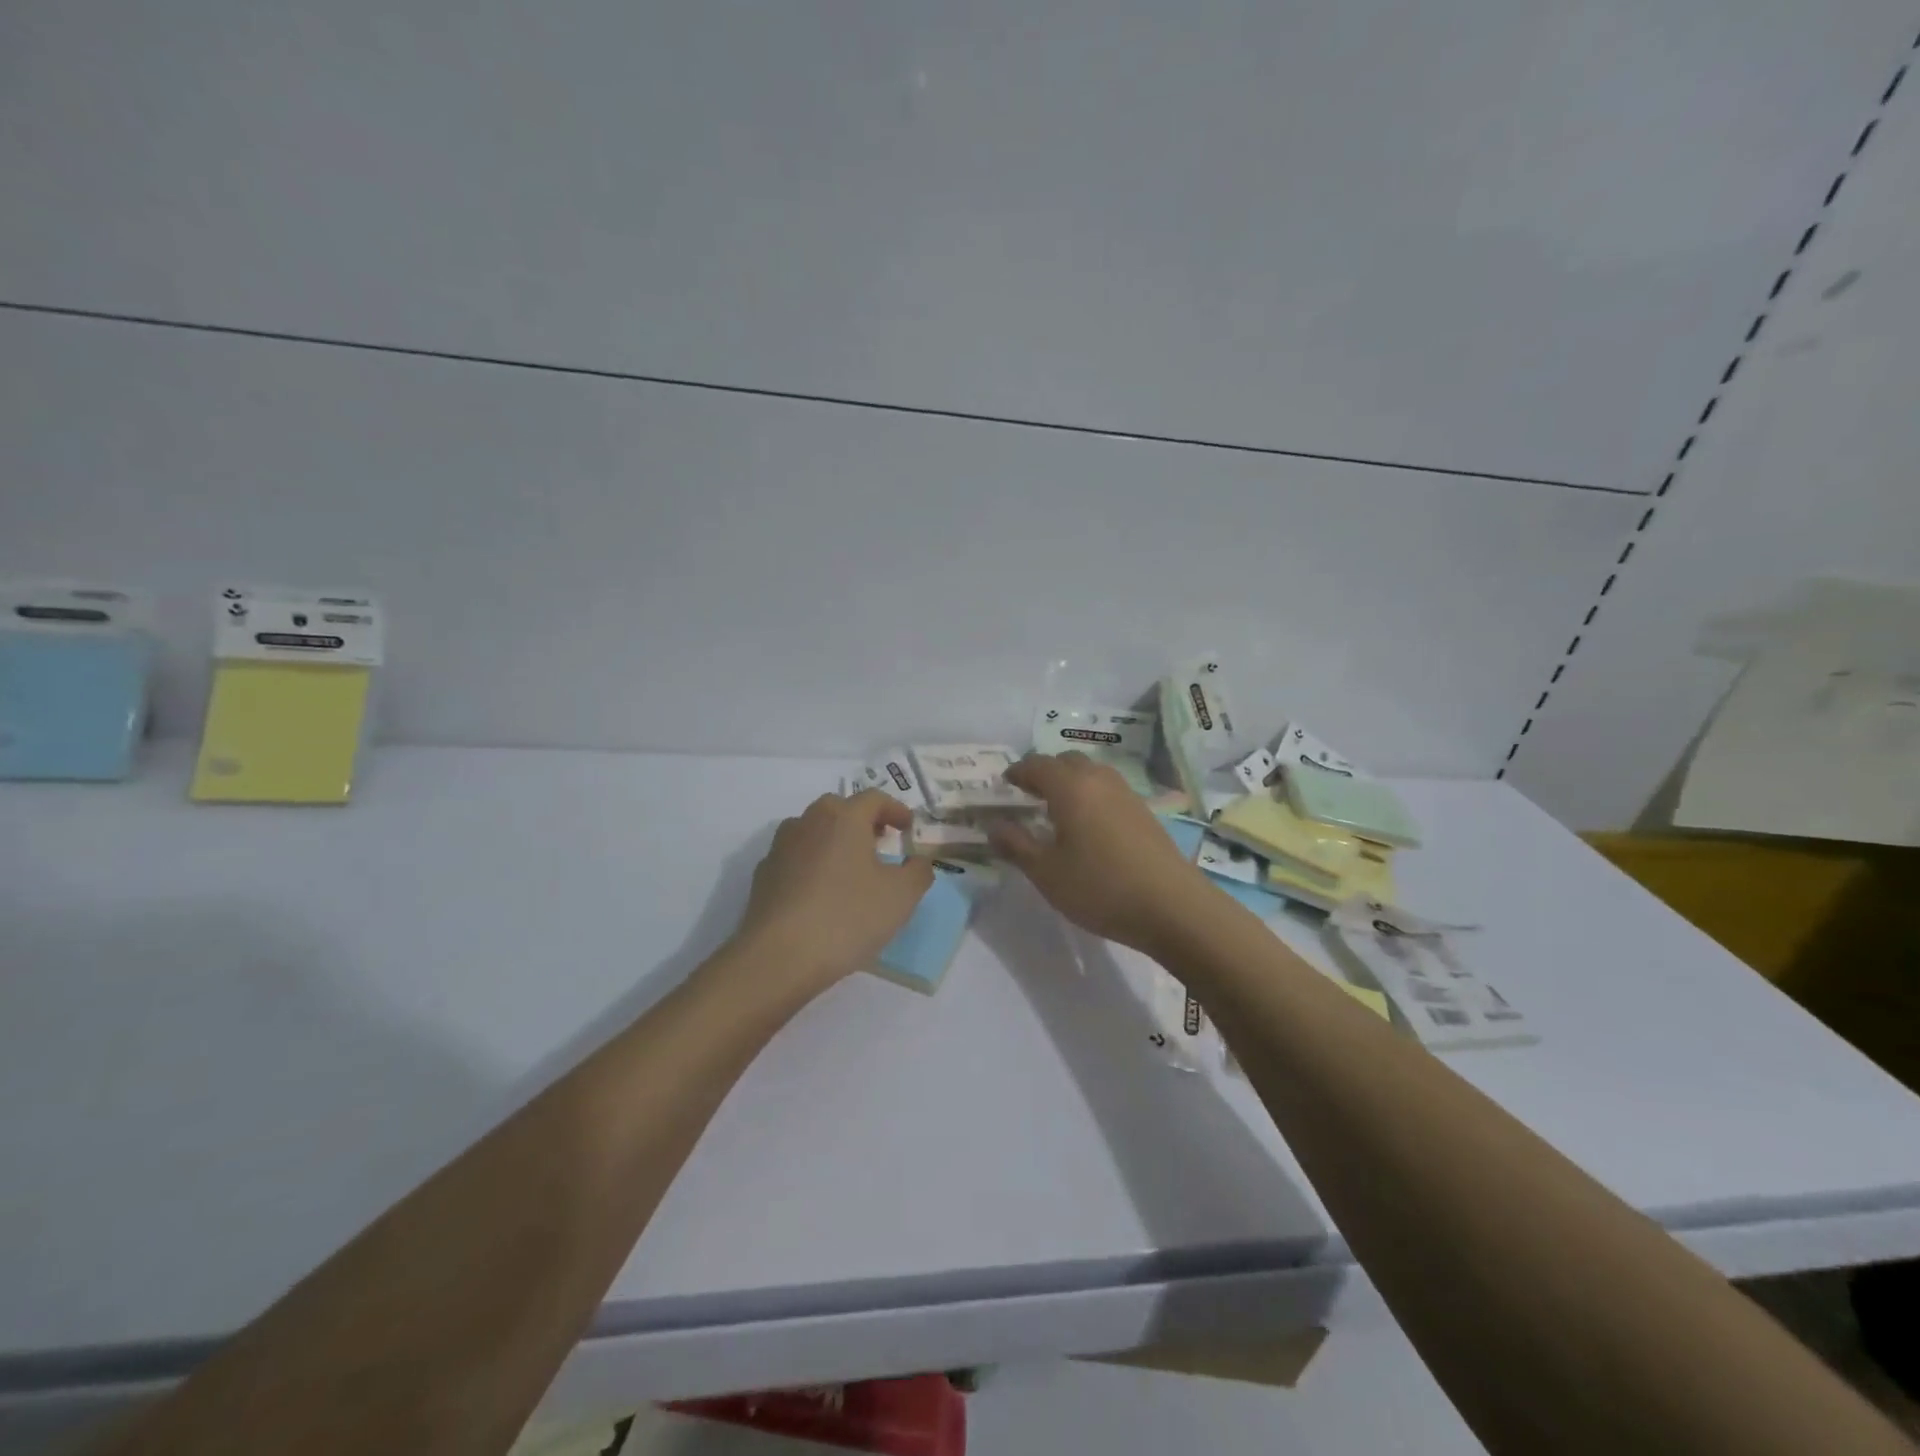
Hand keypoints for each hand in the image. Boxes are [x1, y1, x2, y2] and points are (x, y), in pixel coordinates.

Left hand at [727, 790, 934, 998]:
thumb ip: (918, 872)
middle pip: (838, 809)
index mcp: (844, 818)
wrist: (779, 956)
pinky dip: (811, 865)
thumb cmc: (847, 917)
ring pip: (812, 831)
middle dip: (862, 821)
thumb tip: (918, 861)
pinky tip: (820, 893)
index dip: (895, 809)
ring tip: (849, 868)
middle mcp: (809, 822)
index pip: (874, 799)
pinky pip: (795, 858)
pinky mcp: (763, 875)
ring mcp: (780, 847)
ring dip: (833, 841)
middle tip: (879, 843)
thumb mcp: (901, 896)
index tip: (907, 828)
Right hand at [990, 752, 1213, 953]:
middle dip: (1045, 772)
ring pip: (1091, 773)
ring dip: (1070, 782)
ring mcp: (1127, 794)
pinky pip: (1108, 790)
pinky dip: (1090, 795)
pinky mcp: (1145, 812)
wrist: (1173, 907)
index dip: (1018, 772)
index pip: (1037, 765)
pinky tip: (1088, 826)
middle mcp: (1099, 780)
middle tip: (1028, 794)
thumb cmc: (1101, 888)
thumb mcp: (1047, 873)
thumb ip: (1016, 845)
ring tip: (1056, 809)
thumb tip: (994, 825)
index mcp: (1071, 787)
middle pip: (1067, 761)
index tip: (1005, 783)